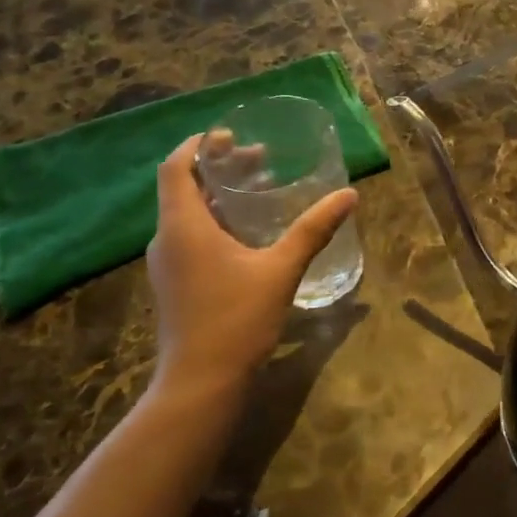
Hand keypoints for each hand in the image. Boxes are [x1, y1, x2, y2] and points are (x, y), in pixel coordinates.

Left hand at [146, 135, 357, 399]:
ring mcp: (168, 264)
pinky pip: (191, 238)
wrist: (201, 382)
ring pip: (188, 215)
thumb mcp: (281, 269)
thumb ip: (313, 230)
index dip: (198, 145)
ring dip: (219, 197)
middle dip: (219, 169)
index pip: (176, 168)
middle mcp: (167, 239)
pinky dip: (216, 223)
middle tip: (259, 160)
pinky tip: (248, 235)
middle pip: (184, 188)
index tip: (229, 135)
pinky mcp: (176, 284)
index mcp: (184, 226)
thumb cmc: (238, 318)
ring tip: (258, 191)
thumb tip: (349, 196)